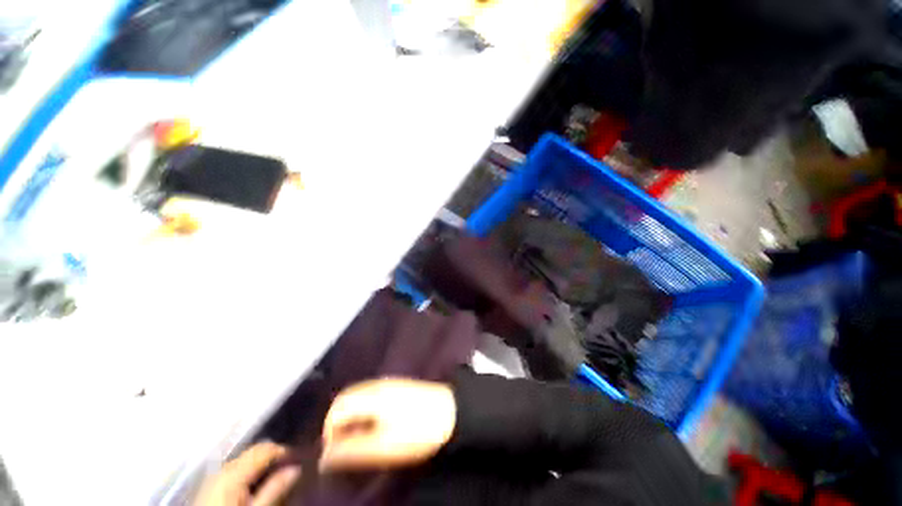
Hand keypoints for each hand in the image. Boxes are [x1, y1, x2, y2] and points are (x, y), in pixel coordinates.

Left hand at [194, 442, 300, 505]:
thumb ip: (275, 490)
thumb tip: (297, 468)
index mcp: (234, 471)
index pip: (265, 449)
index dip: (285, 450)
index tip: (301, 457)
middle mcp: (223, 467)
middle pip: (254, 451)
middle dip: (274, 456)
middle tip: (291, 466)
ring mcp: (215, 476)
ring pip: (245, 460)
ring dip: (263, 463)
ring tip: (276, 475)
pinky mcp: (211, 486)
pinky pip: (236, 469)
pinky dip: (250, 471)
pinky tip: (256, 482)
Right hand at [320, 378, 456, 471]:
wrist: (451, 412)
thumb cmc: (417, 431)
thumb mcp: (383, 446)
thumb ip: (352, 450)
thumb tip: (325, 458)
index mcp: (372, 395)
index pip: (338, 407)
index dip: (329, 431)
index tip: (336, 453)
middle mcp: (377, 384)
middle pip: (346, 398)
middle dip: (339, 423)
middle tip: (346, 447)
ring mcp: (389, 382)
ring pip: (358, 396)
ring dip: (351, 417)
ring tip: (360, 439)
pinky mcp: (398, 385)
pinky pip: (371, 394)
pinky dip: (364, 410)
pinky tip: (375, 425)